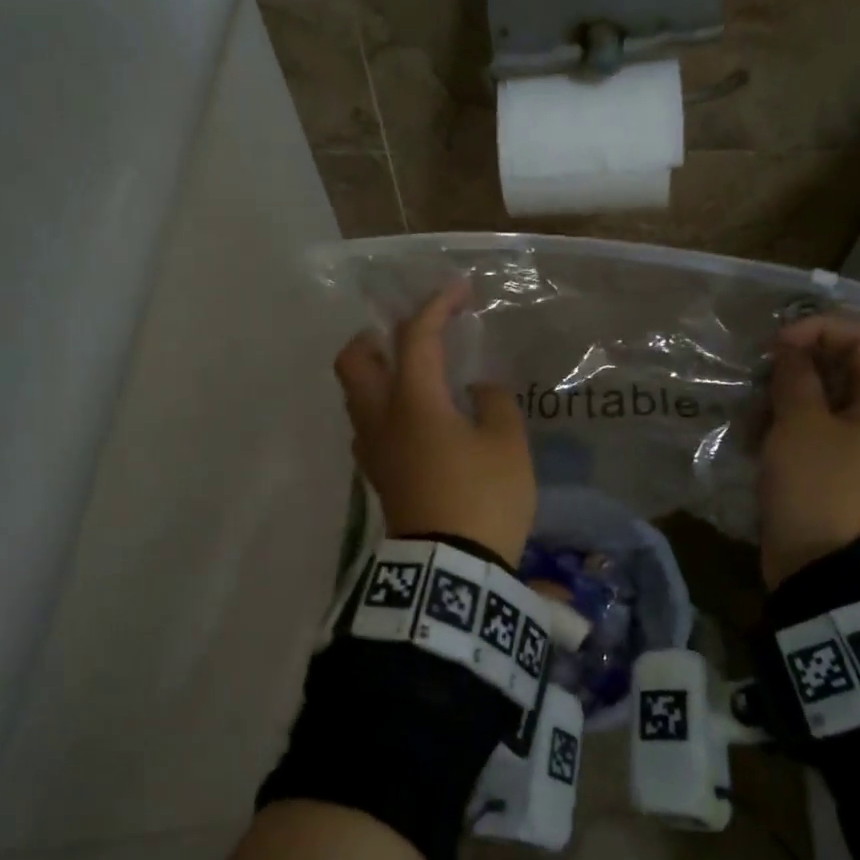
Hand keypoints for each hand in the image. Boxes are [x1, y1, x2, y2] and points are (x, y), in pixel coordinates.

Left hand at [333, 282, 535, 566]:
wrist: (450, 570)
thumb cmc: (483, 498)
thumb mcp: (507, 444)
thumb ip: (494, 403)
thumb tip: (476, 389)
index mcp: (413, 401)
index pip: (416, 336)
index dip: (437, 305)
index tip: (460, 289)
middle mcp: (380, 417)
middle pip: (352, 360)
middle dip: (374, 336)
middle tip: (409, 336)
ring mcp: (372, 449)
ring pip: (355, 394)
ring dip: (376, 372)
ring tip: (415, 374)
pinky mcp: (377, 475)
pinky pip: (368, 425)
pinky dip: (383, 406)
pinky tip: (416, 418)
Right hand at [758, 314, 859, 587]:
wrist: (826, 568)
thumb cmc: (818, 487)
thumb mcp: (800, 425)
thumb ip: (796, 378)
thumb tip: (792, 350)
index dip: (819, 328)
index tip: (775, 345)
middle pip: (846, 366)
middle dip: (799, 363)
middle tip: (760, 376)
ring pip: (827, 399)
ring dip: (787, 396)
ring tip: (753, 412)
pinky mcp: (841, 470)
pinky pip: (818, 431)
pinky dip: (789, 425)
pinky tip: (756, 437)